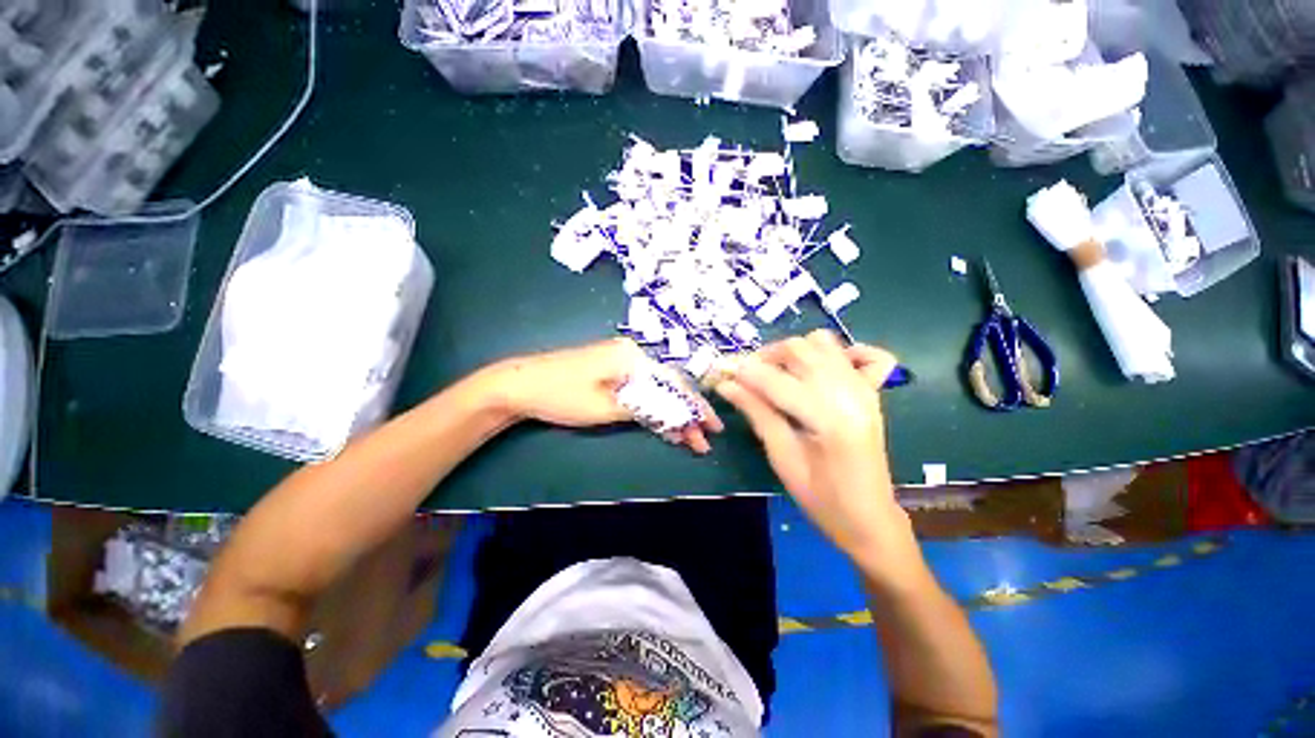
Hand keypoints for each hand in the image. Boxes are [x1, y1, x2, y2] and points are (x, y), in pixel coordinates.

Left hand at [490, 338, 722, 453]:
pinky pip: (640, 387)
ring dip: (670, 411)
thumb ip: (645, 409)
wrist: (520, 384)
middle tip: (701, 439)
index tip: (711, 428)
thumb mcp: (606, 407)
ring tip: (686, 436)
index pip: (673, 383)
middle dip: (685, 412)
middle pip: (667, 385)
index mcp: (632, 356)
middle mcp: (631, 353)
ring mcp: (620, 359)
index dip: (695, 407)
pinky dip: (652, 405)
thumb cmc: (561, 395)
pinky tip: (663, 421)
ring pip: (655, 387)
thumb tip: (677, 416)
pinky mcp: (611, 369)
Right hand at [714, 330, 919, 579]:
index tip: (720, 371)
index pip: (777, 381)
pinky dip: (841, 352)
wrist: (869, 518)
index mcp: (829, 418)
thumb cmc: (822, 499)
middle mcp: (851, 393)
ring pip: (823, 343)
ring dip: (792, 351)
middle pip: (801, 349)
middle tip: (744, 375)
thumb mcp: (782, 458)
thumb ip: (757, 413)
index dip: (744, 373)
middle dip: (766, 356)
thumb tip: (726, 385)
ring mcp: (865, 389)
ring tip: (774, 372)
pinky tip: (820, 368)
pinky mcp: (872, 392)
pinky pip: (866, 354)